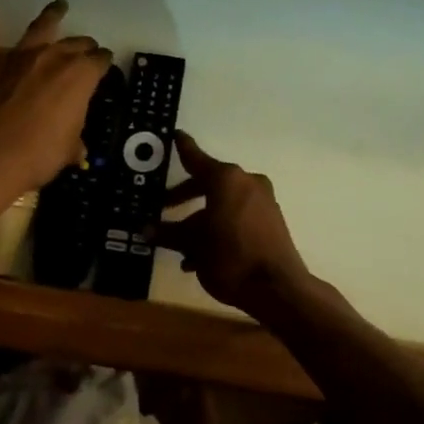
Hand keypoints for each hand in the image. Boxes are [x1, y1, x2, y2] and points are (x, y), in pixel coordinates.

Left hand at [0, 0, 110, 202]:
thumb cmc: (40, 153)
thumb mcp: (68, 150)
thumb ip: (74, 142)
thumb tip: (77, 151)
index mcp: (81, 76)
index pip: (100, 62)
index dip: (103, 64)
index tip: (104, 66)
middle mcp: (55, 57)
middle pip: (76, 43)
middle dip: (84, 45)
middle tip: (87, 49)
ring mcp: (20, 56)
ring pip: (40, 26)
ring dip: (51, 14)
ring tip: (59, 5)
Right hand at [154, 132, 310, 316]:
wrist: (277, 288)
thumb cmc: (230, 258)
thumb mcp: (193, 245)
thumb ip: (169, 233)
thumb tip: (146, 230)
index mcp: (226, 179)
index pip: (196, 158)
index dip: (183, 148)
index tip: (175, 135)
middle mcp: (246, 183)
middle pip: (209, 183)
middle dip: (184, 197)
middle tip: (163, 206)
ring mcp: (263, 201)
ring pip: (222, 203)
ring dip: (200, 221)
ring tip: (179, 247)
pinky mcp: (271, 221)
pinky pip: (237, 217)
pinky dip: (218, 228)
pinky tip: (200, 258)